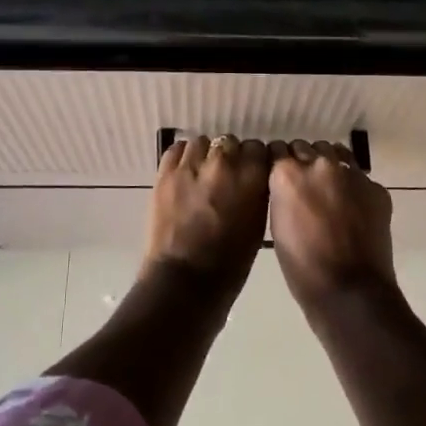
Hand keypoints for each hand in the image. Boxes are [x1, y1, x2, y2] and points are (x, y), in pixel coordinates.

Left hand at [145, 135, 270, 294]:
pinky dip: (183, 156)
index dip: (255, 160)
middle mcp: (223, 164)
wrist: (184, 283)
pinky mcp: (165, 173)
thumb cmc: (230, 265)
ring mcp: (191, 166)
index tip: (252, 171)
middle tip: (226, 176)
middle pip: (231, 142)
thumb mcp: (258, 226)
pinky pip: (176, 149)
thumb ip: (258, 193)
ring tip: (203, 172)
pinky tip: (185, 171)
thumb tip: (254, 177)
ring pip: (203, 142)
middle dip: (231, 156)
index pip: (259, 148)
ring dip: (206, 154)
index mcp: (252, 178)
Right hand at [267, 140, 395, 312]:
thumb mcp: (277, 225)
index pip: (277, 149)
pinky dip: (352, 186)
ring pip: (333, 153)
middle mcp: (319, 164)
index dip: (278, 163)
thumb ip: (281, 193)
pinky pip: (358, 176)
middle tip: (303, 185)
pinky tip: (351, 208)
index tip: (278, 176)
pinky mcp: (375, 187)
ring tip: (327, 190)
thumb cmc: (302, 266)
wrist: (350, 292)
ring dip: (327, 165)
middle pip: (305, 147)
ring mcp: (350, 173)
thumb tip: (287, 184)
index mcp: (288, 173)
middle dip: (302, 161)